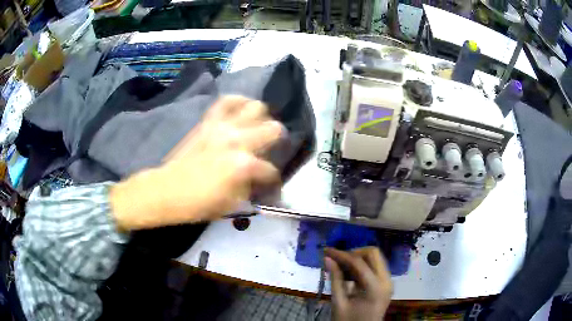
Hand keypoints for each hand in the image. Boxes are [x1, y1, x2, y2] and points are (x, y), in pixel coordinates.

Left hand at [110, 96, 282, 230]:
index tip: (272, 188)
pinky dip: (238, 102)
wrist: (167, 190)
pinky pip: (227, 101)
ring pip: (256, 108)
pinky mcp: (209, 121)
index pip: (272, 171)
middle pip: (274, 130)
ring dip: (262, 119)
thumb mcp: (233, 205)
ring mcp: (223, 126)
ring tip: (258, 129)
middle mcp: (238, 140)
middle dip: (278, 143)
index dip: (275, 183)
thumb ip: (252, 188)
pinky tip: (242, 111)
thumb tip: (264, 182)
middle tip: (271, 152)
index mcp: (244, 165)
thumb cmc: (199, 204)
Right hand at [325, 247, 391, 320]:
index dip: (341, 254)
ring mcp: (388, 281)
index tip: (326, 251)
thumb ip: (335, 279)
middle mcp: (386, 280)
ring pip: (375, 258)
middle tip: (336, 260)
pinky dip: (362, 266)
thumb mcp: (339, 302)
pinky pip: (375, 267)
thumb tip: (328, 258)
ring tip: (340, 266)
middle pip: (373, 253)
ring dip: (358, 258)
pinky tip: (349, 274)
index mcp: (375, 287)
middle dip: (353, 253)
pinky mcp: (386, 284)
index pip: (359, 262)